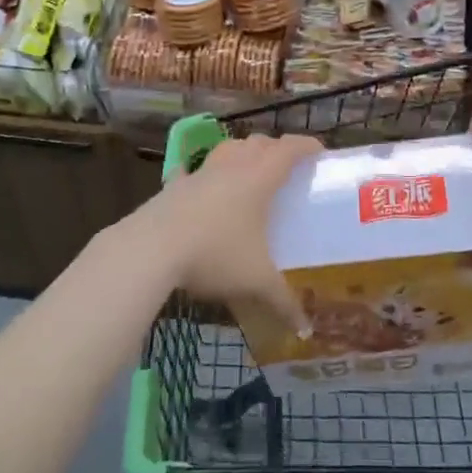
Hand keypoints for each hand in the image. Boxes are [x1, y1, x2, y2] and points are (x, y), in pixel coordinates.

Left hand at [122, 131, 320, 334]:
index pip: (289, 150)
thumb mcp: (255, 282)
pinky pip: (188, 171)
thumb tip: (306, 329)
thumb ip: (283, 302)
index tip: (320, 150)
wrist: (151, 249)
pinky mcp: (173, 187)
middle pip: (258, 144)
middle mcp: (231, 167)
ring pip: (226, 149)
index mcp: (259, 180)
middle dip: (275, 148)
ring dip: (241, 152)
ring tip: (247, 166)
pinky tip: (192, 178)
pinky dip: (196, 172)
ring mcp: (199, 174)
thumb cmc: (215, 255)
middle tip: (286, 165)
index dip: (306, 145)